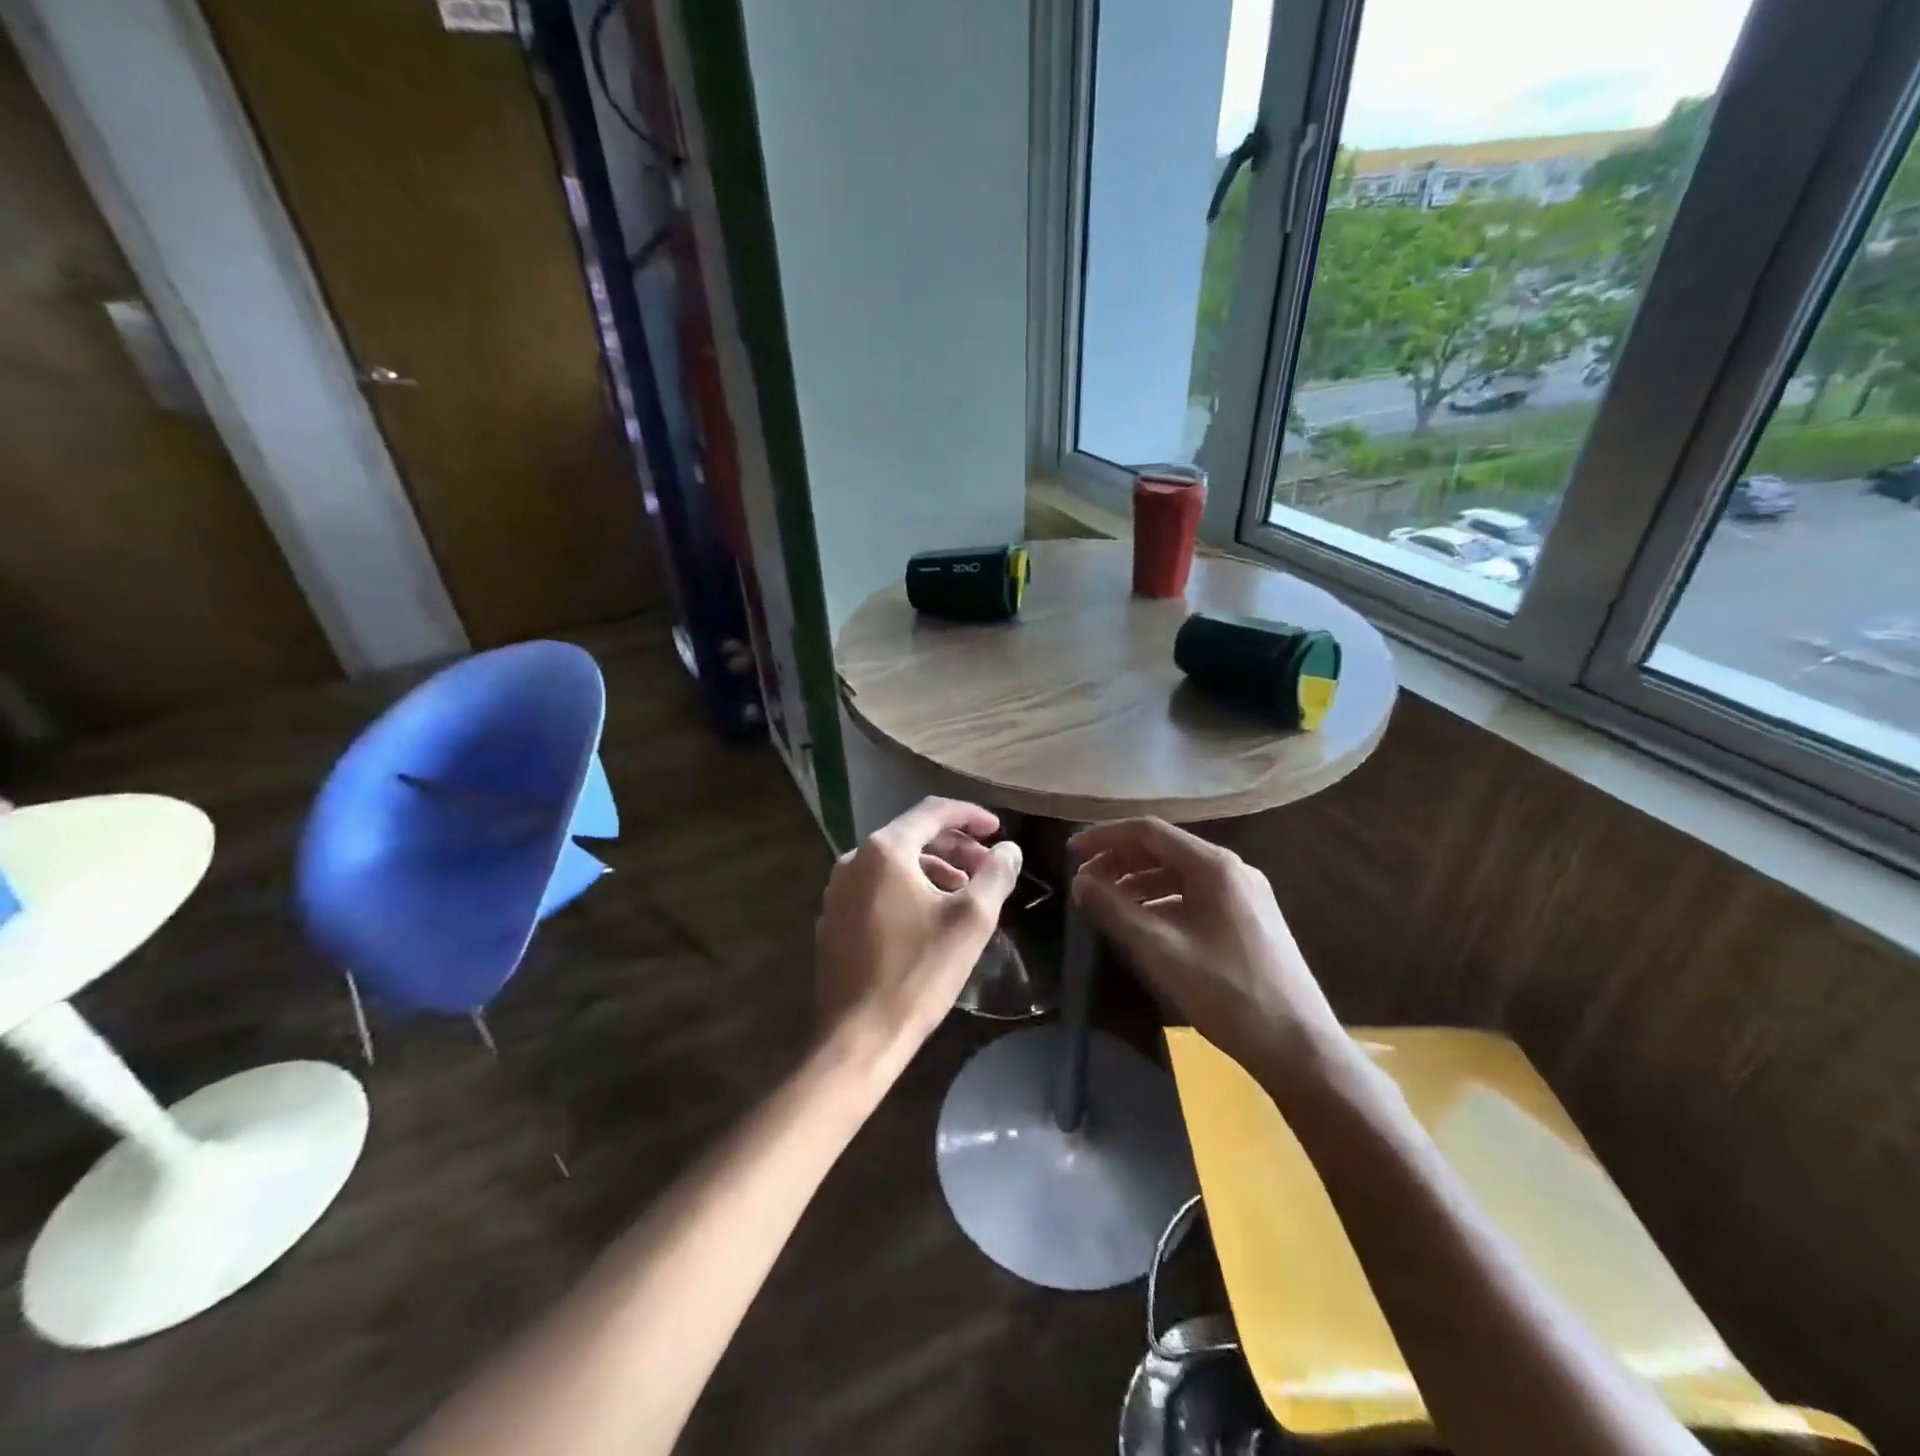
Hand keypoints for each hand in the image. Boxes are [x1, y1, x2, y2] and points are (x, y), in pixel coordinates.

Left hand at [815, 798, 1022, 1074]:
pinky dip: (908, 889)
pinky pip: (877, 888)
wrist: (858, 1036)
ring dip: (934, 869)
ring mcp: (837, 891)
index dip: (971, 816)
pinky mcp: (833, 919)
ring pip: (894, 864)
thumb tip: (1009, 850)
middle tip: (988, 866)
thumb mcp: (971, 920)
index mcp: (884, 850)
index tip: (998, 830)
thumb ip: (995, 875)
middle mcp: (854, 860)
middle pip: (912, 835)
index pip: (933, 812)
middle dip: (955, 846)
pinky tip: (930, 917)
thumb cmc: (918, 972)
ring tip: (965, 893)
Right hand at [1070, 818, 1346, 1091]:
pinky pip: (1196, 894)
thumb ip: (1115, 909)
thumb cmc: (1226, 992)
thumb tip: (1080, 881)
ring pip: (1180, 873)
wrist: (1298, 1046)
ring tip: (1107, 902)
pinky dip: (1163, 899)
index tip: (1071, 852)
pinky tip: (1144, 921)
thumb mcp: (1160, 949)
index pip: (1148, 831)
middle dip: (1120, 860)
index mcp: (1214, 866)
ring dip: (1139, 881)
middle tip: (1084, 881)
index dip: (1105, 836)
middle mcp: (1233, 869)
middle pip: (1165, 849)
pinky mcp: (1250, 918)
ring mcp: (1245, 893)